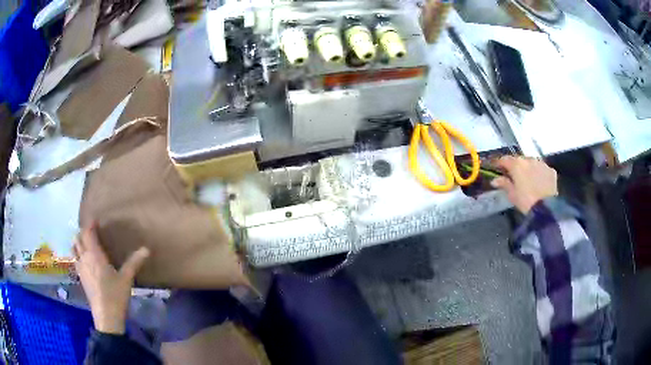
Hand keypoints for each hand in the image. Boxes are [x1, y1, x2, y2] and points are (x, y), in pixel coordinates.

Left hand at [73, 223, 149, 334]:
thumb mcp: (126, 279)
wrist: (106, 316)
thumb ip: (134, 262)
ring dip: (78, 242)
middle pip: (77, 238)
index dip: (90, 224)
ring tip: (85, 243)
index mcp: (94, 255)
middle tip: (91, 232)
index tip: (95, 220)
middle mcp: (84, 258)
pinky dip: (77, 253)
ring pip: (74, 248)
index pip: (87, 233)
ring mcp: (80, 268)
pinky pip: (75, 259)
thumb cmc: (115, 295)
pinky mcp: (80, 277)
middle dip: (83, 232)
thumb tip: (146, 249)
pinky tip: (85, 260)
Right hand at [490, 156, 557, 213]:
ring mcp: (541, 163)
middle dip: (516, 166)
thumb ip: (504, 184)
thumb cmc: (526, 201)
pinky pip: (542, 169)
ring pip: (532, 163)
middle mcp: (529, 159)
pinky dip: (539, 173)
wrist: (546, 208)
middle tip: (514, 175)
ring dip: (528, 168)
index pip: (505, 159)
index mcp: (517, 164)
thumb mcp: (512, 195)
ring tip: (528, 179)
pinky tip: (539, 182)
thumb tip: (495, 180)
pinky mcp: (551, 170)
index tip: (496, 168)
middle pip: (519, 160)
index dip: (499, 163)